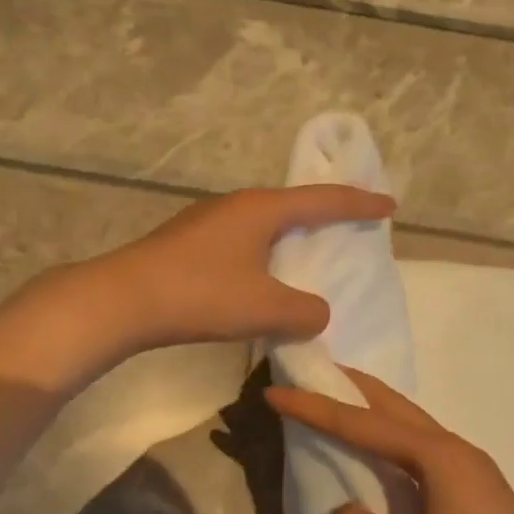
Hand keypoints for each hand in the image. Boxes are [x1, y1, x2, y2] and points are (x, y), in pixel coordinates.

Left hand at [92, 185, 394, 349]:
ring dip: (288, 237)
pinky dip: (262, 254)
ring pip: (262, 224)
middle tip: (350, 224)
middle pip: (291, 204)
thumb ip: (305, 312)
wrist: (123, 300)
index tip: (389, 204)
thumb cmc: (201, 294)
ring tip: (307, 253)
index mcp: (261, 209)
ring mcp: (206, 222)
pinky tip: (259, 277)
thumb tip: (316, 313)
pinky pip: (241, 241)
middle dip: (324, 214)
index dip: (360, 203)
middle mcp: (235, 205)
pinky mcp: (187, 243)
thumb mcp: (265, 308)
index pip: (323, 200)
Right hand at [266, 368, 513, 513]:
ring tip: (338, 406)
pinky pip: (421, 458)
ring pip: (411, 430)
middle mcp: (457, 452)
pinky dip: (390, 447)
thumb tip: (346, 512)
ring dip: (373, 415)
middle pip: (395, 407)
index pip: (363, 422)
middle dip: (351, 388)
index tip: (274, 392)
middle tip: (313, 373)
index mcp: (439, 455)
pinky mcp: (477, 501)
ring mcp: (472, 476)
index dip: (314, 408)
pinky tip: (379, 462)